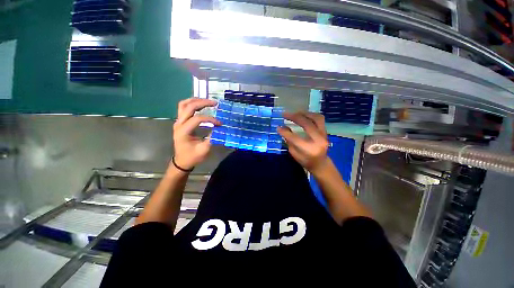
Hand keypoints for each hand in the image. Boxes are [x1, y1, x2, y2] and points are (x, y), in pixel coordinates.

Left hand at [173, 98, 220, 169]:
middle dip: (202, 103)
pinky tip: (201, 105)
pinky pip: (184, 108)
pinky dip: (193, 104)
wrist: (182, 161)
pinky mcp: (180, 122)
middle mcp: (179, 123)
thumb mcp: (204, 150)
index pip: (197, 119)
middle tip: (215, 103)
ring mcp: (178, 122)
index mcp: (183, 131)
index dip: (210, 119)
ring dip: (196, 101)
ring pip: (184, 104)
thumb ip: (212, 138)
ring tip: (207, 101)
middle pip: (189, 107)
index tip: (220, 123)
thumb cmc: (192, 157)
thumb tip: (220, 128)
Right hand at [277, 112, 329, 173]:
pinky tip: (303, 115)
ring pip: (316, 118)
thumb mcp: (294, 154)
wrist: (321, 164)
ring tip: (295, 113)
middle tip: (285, 114)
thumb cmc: (306, 161)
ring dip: (304, 114)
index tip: (278, 127)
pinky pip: (319, 119)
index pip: (295, 138)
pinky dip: (310, 115)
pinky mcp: (325, 132)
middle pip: (306, 124)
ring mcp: (324, 135)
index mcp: (309, 149)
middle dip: (294, 117)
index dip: (285, 132)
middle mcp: (318, 140)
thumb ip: (289, 141)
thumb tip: (282, 128)